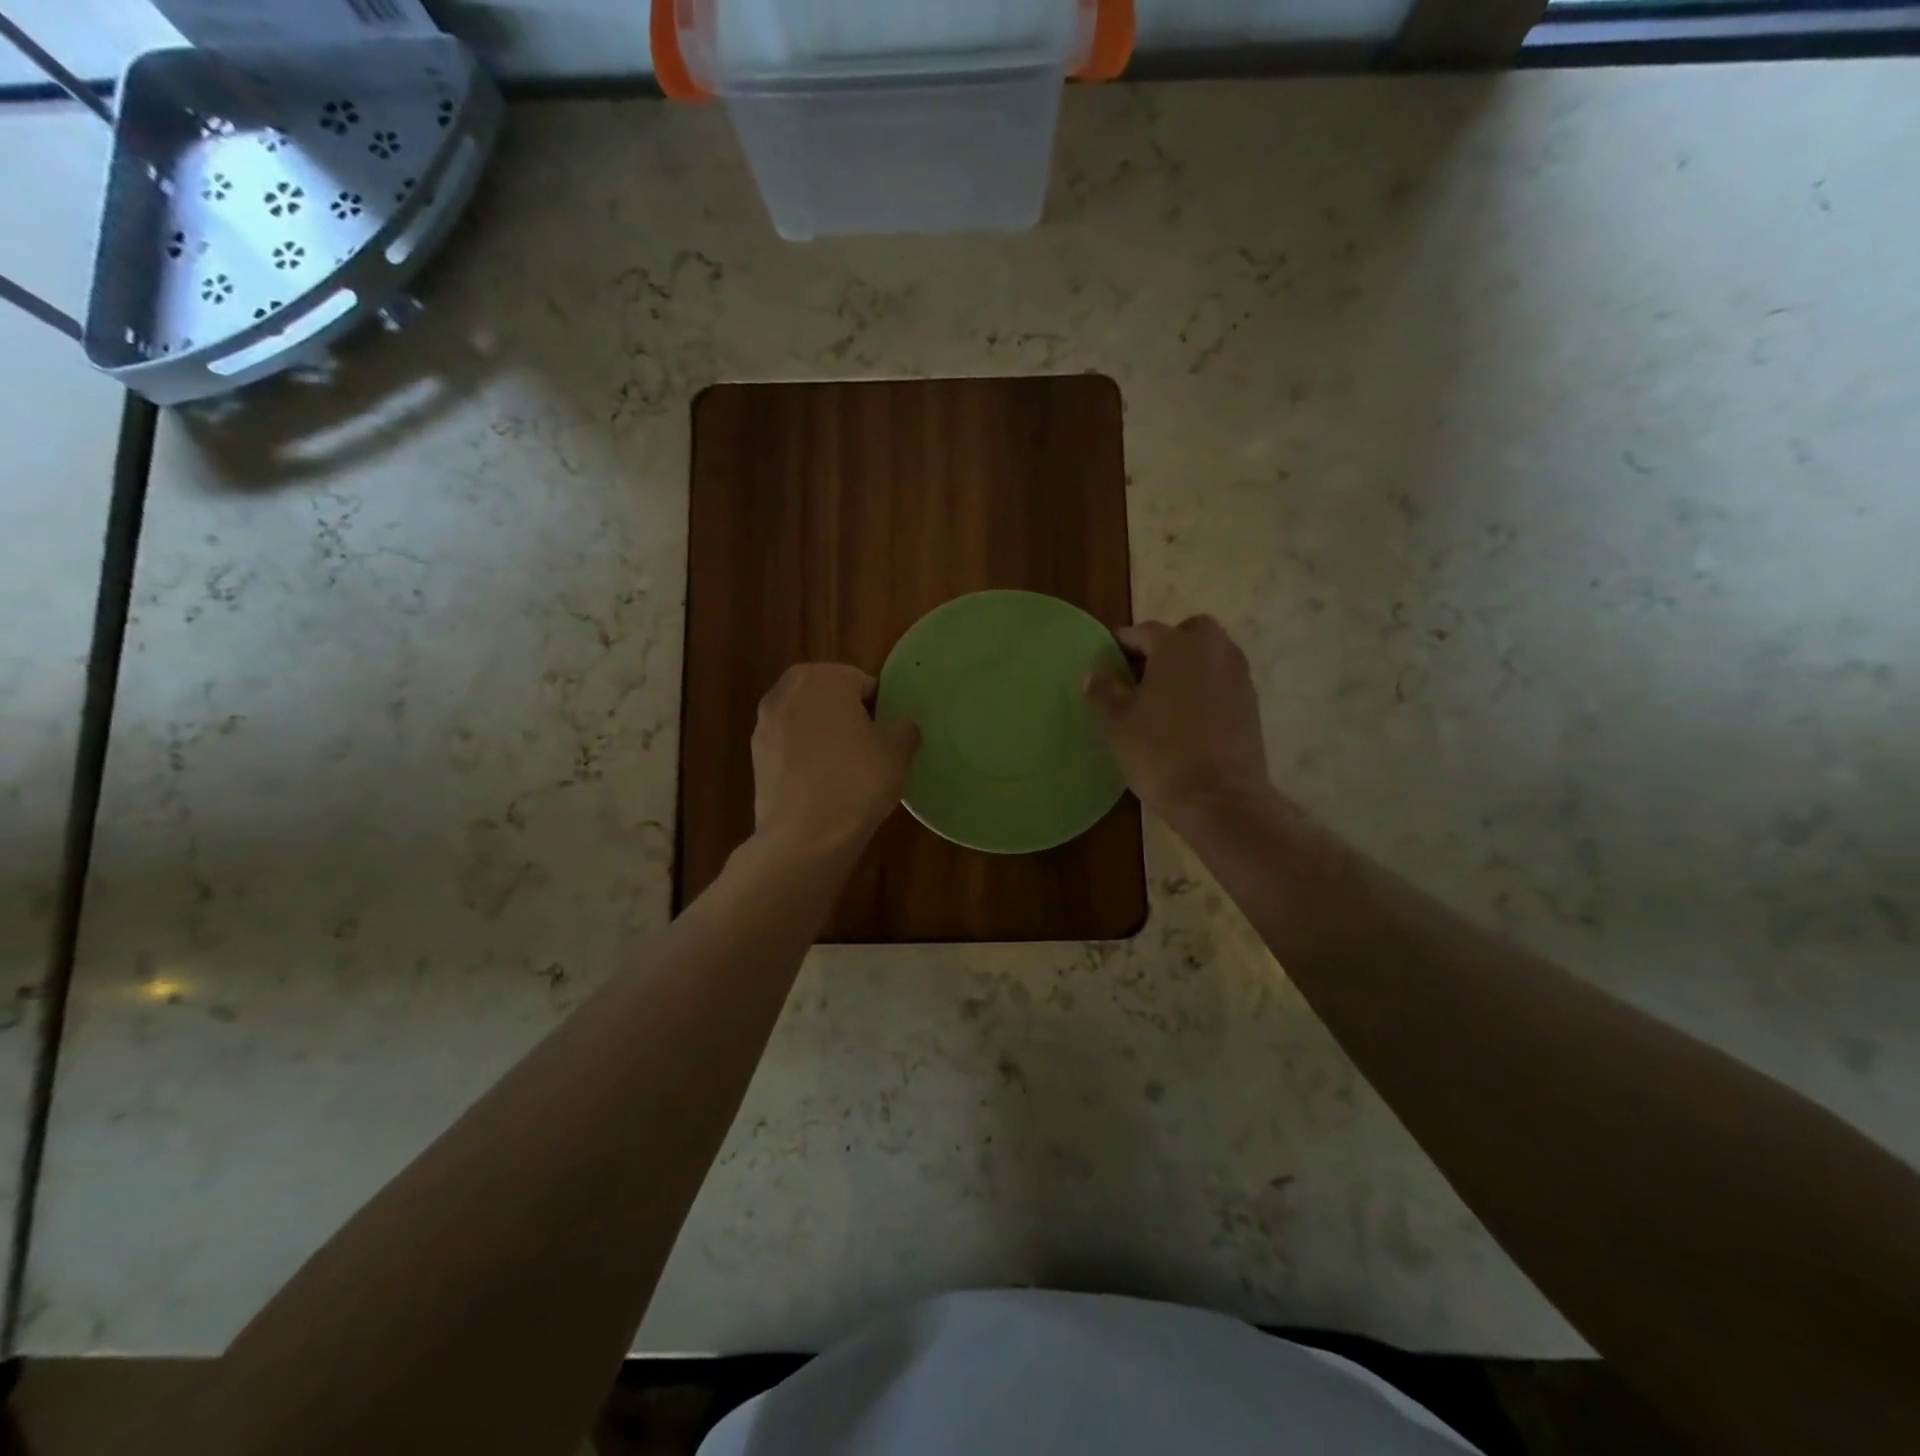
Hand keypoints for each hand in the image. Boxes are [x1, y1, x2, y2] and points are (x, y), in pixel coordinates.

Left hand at [752, 664, 919, 855]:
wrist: (805, 835)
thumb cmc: (857, 779)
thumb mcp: (898, 750)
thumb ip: (904, 727)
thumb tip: (901, 726)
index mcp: (824, 677)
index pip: (863, 684)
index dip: (881, 710)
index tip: (888, 737)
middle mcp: (787, 690)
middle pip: (830, 698)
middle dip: (848, 718)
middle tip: (870, 750)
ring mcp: (765, 723)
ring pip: (808, 722)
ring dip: (825, 736)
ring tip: (846, 770)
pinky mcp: (755, 756)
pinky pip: (791, 747)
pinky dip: (806, 757)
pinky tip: (822, 785)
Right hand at [1084, 615, 1270, 826]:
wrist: (1219, 798)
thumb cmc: (1160, 753)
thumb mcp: (1117, 723)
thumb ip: (1103, 691)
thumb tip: (1094, 673)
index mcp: (1176, 646)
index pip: (1143, 631)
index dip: (1122, 646)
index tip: (1107, 666)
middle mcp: (1213, 650)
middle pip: (1188, 633)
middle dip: (1166, 646)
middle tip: (1143, 676)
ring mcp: (1238, 676)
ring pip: (1210, 655)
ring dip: (1189, 666)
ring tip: (1165, 699)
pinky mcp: (1251, 703)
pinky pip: (1223, 681)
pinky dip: (1206, 688)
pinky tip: (1188, 718)